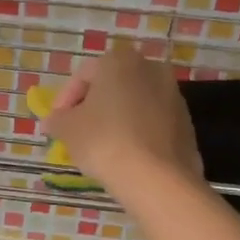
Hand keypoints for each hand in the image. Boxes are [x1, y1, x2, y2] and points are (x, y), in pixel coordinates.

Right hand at [41, 44, 202, 198]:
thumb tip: (53, 121)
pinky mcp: (186, 122)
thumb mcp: (68, 129)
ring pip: (134, 103)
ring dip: (116, 119)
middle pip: (112, 86)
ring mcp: (173, 95)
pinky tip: (126, 155)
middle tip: (77, 132)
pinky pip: (152, 122)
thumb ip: (57, 120)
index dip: (65, 99)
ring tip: (101, 147)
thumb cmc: (105, 142)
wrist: (158, 178)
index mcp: (120, 61)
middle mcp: (151, 68)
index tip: (57, 124)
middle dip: (93, 107)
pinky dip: (137, 132)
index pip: (83, 74)